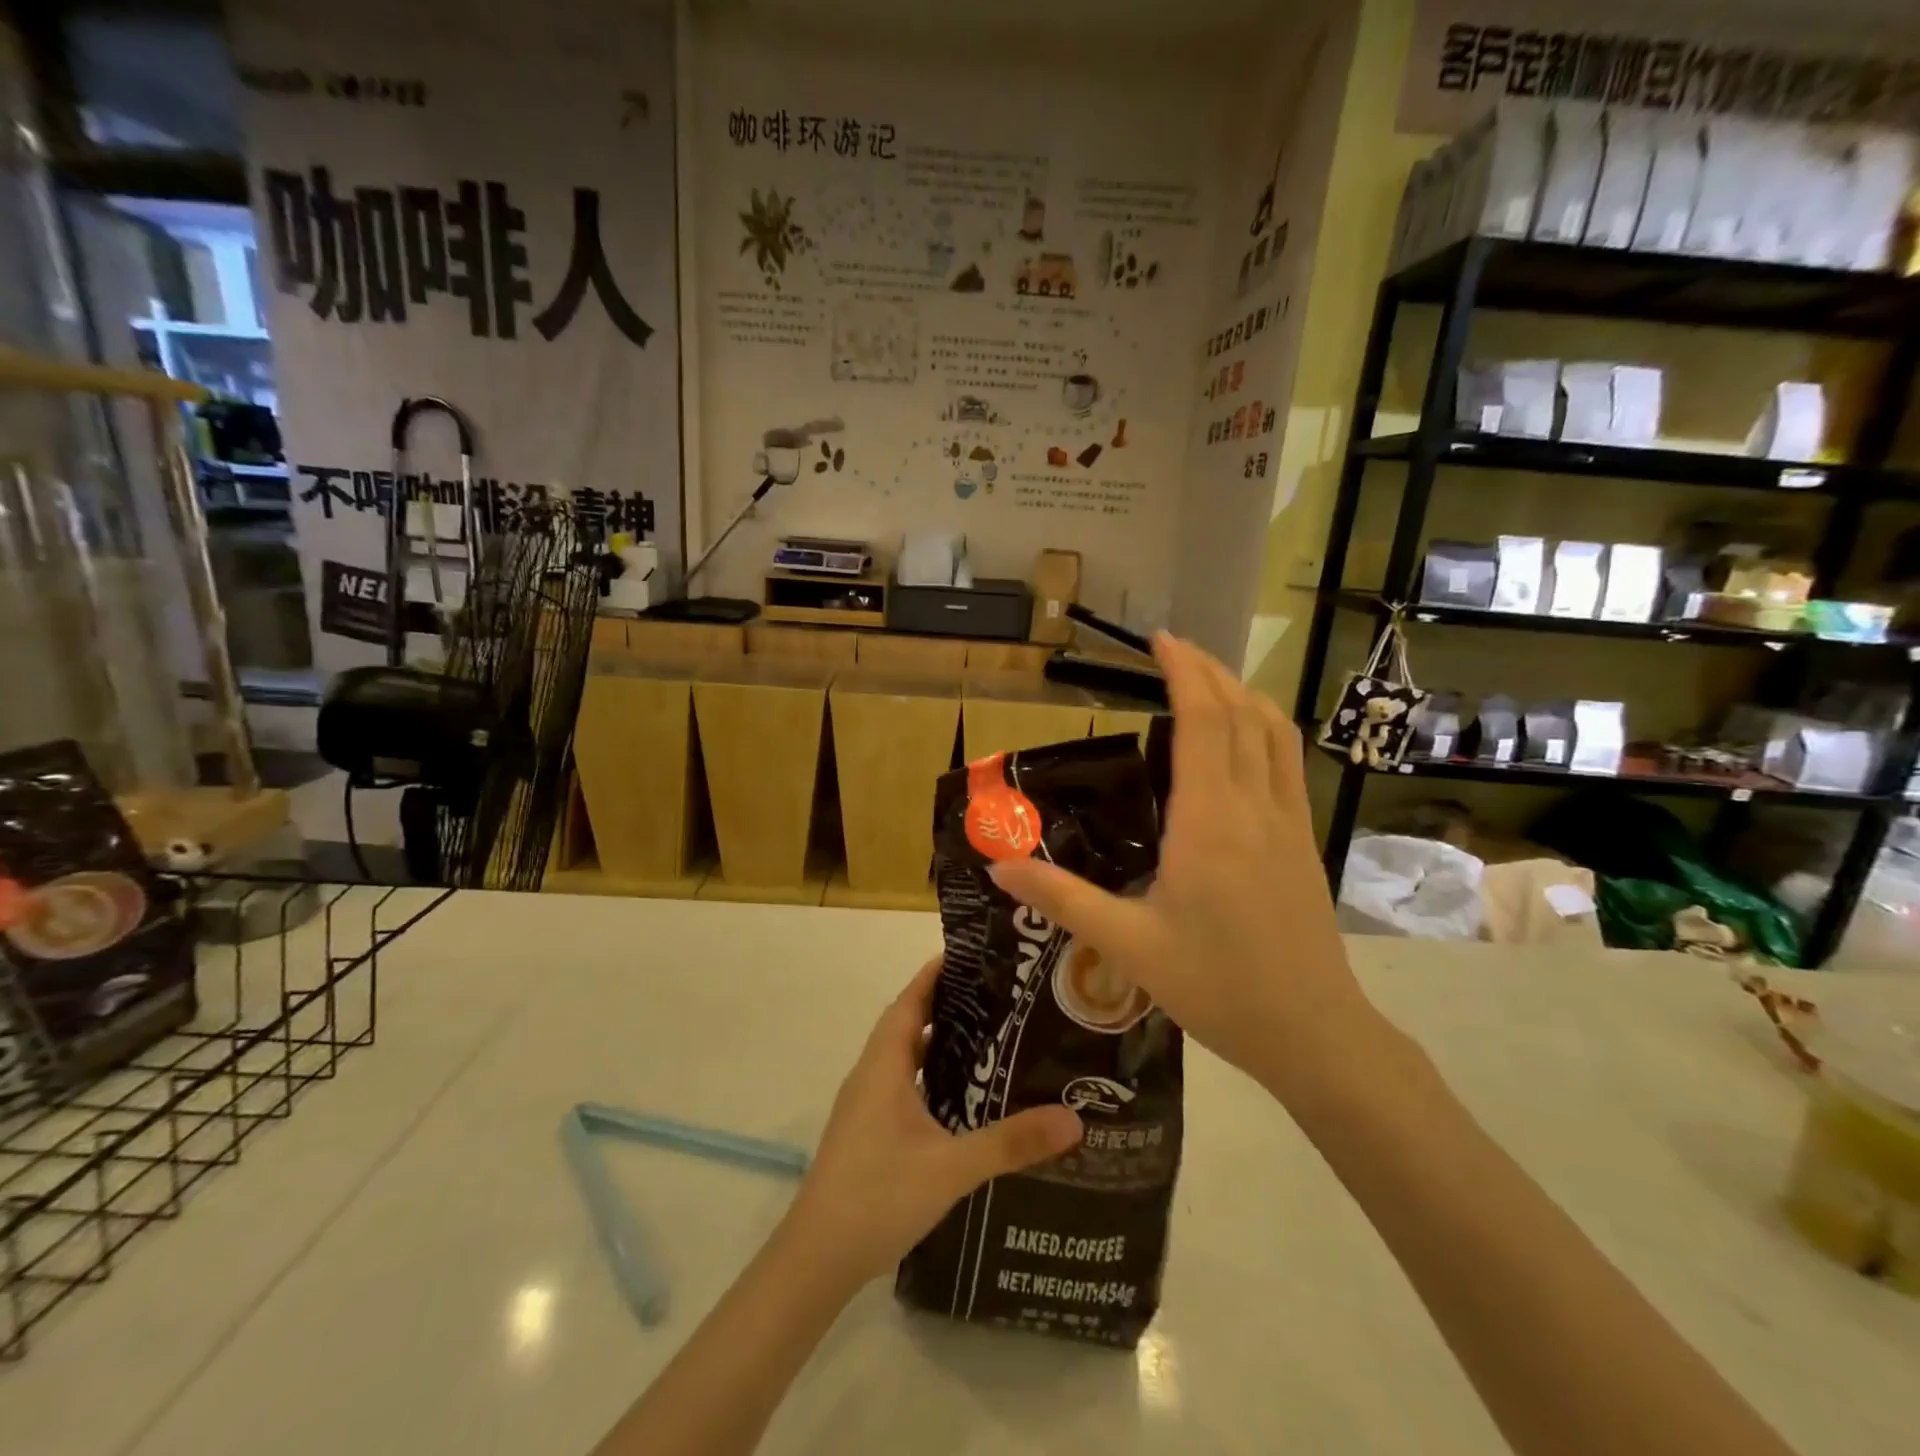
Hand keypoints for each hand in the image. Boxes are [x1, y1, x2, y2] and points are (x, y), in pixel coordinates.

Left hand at [783, 956, 1082, 1286]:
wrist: (817, 1258)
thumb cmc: (878, 1195)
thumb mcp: (952, 1167)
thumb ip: (1010, 1142)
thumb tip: (1073, 1118)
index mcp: (884, 1064)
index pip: (911, 999)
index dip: (938, 973)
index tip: (976, 955)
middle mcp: (873, 1074)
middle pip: (909, 1021)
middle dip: (949, 1003)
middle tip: (999, 994)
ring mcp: (867, 1104)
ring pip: (906, 1056)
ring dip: (940, 1040)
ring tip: (990, 1036)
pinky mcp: (869, 1131)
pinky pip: (904, 1084)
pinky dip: (932, 1074)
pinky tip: (964, 1096)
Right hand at [989, 633, 1376, 1094]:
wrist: (1313, 1033)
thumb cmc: (1216, 987)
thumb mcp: (1127, 945)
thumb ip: (1061, 898)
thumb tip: (998, 864)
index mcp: (1210, 822)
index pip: (1204, 721)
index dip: (1185, 671)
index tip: (1160, 640)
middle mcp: (1255, 807)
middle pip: (1241, 712)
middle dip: (1209, 670)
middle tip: (1172, 650)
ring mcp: (1289, 821)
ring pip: (1274, 732)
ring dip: (1242, 693)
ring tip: (1207, 680)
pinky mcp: (1304, 840)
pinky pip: (1288, 762)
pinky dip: (1265, 727)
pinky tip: (1245, 739)